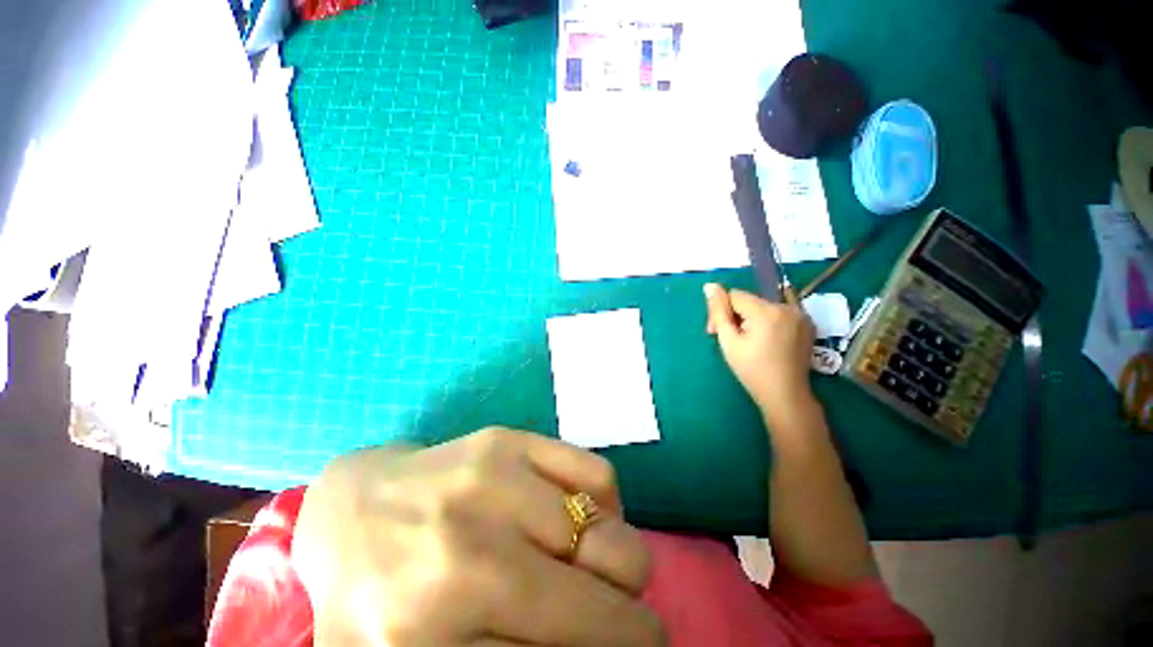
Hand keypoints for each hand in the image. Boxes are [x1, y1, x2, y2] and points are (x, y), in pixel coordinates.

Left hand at [292, 427, 663, 646]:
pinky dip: (610, 506)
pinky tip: (584, 519)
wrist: (355, 507)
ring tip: (602, 570)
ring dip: (625, 564)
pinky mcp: (511, 439)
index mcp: (436, 630)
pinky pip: (598, 475)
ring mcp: (495, 478)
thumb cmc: (377, 595)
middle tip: (626, 623)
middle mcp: (470, 550)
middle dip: (634, 624)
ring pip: (611, 535)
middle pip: (601, 601)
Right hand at [704, 283, 815, 415]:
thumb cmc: (751, 370)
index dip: (721, 311)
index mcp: (766, 311)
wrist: (785, 394)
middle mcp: (787, 307)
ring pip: (764, 305)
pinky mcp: (808, 323)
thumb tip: (710, 286)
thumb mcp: (728, 340)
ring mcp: (801, 314)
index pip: (734, 295)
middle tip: (731, 338)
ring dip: (751, 318)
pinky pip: (780, 312)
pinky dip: (769, 320)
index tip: (715, 332)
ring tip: (748, 340)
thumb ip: (718, 311)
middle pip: (750, 300)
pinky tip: (766, 339)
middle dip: (736, 315)